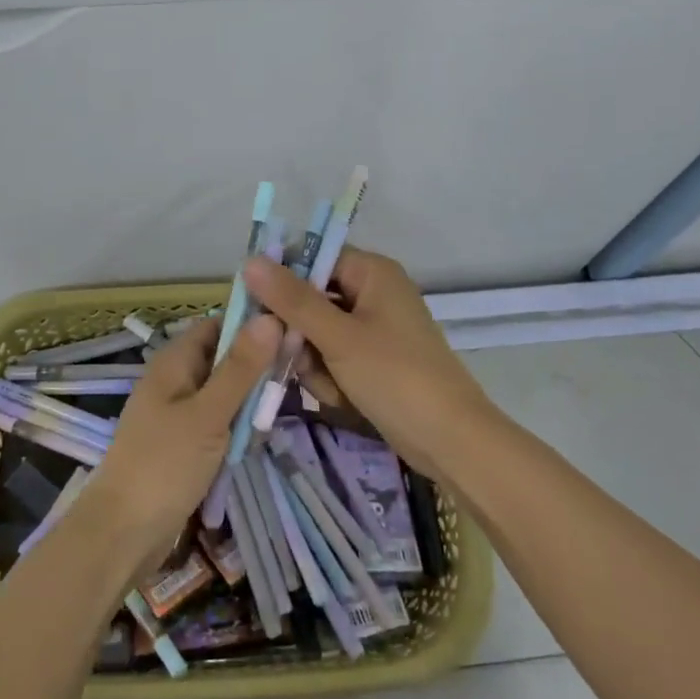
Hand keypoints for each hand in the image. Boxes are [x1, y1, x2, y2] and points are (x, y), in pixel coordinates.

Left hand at [81, 313, 280, 567]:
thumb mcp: (209, 414)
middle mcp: (174, 380)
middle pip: (223, 358)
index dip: (252, 325)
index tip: (293, 331)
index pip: (218, 324)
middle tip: (297, 374)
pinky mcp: (182, 443)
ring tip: (281, 407)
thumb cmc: (165, 465)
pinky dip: (235, 427)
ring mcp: (177, 413)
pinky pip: (216, 421)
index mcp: (174, 361)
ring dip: (249, 401)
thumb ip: (240, 368)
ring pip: (223, 393)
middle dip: (256, 367)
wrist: (123, 534)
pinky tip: (257, 437)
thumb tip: (270, 317)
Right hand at [242, 247, 498, 480]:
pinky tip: (341, 398)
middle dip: (300, 335)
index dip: (282, 280)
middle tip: (297, 360)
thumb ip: (292, 300)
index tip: (257, 310)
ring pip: (316, 333)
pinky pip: (333, 356)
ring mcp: (373, 327)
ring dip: (314, 362)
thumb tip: (249, 261)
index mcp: (371, 272)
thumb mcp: (338, 337)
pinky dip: (331, 377)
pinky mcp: (372, 358)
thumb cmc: (396, 377)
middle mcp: (372, 292)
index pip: (312, 257)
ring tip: (332, 387)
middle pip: (310, 298)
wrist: (450, 440)